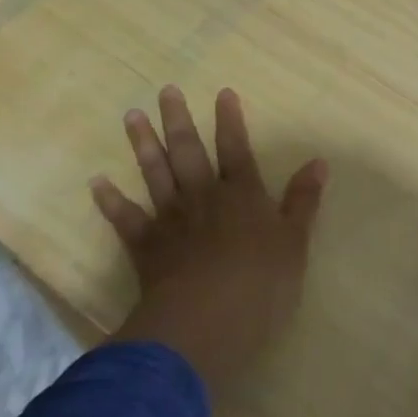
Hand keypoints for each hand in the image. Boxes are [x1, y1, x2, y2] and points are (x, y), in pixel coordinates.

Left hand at [90, 85, 326, 394]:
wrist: (202, 325)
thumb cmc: (258, 285)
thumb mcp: (294, 243)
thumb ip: (303, 201)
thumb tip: (319, 162)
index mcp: (242, 195)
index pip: (236, 148)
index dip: (230, 120)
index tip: (222, 92)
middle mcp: (204, 198)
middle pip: (189, 151)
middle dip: (178, 120)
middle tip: (165, 90)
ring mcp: (171, 221)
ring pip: (155, 174)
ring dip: (143, 144)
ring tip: (131, 116)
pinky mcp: (145, 248)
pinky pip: (125, 219)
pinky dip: (111, 201)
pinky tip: (98, 182)